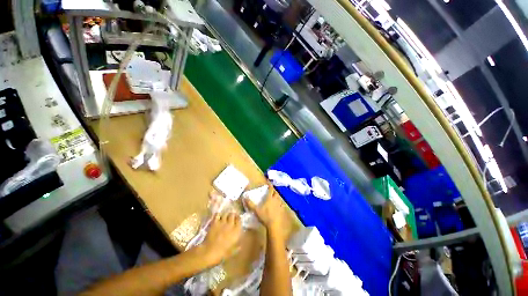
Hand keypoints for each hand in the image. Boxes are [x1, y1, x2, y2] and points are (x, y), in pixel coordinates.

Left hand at [200, 213, 241, 265]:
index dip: (238, 218)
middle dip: (232, 215)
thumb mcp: (233, 252)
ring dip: (225, 215)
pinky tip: (217, 217)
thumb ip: (237, 247)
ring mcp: (222, 222)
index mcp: (236, 230)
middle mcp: (231, 224)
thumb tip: (240, 245)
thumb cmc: (223, 253)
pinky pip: (217, 215)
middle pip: (232, 214)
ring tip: (224, 217)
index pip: (239, 219)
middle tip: (230, 217)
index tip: (236, 219)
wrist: (210, 252)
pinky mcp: (215, 222)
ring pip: (225, 214)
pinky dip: (218, 215)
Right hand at [244, 184, 288, 243]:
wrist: (275, 224)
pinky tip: (277, 206)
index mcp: (270, 197)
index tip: (268, 182)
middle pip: (275, 192)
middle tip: (271, 190)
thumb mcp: (256, 210)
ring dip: (276, 196)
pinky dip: (279, 203)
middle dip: (273, 191)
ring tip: (273, 197)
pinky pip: (281, 204)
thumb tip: (244, 197)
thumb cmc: (265, 216)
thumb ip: (250, 204)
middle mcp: (275, 199)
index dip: (270, 185)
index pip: (270, 189)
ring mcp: (280, 204)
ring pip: (279, 198)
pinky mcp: (282, 210)